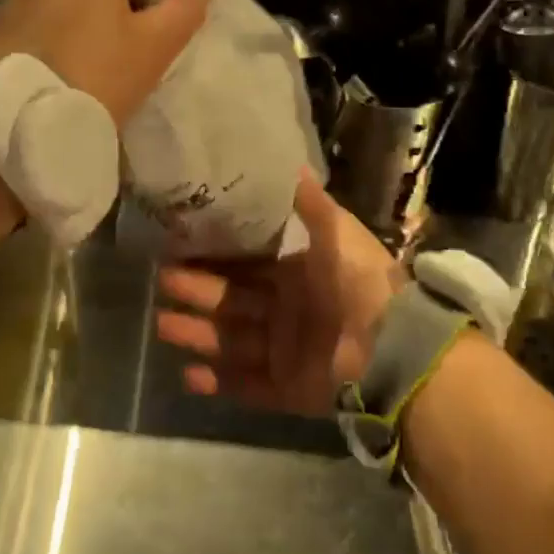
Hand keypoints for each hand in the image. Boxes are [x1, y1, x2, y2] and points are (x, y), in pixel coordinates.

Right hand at [155, 172, 402, 414]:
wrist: (391, 347)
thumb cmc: (358, 282)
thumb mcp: (337, 232)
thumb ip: (310, 203)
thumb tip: (292, 164)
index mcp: (296, 273)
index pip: (247, 263)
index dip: (216, 256)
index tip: (181, 245)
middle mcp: (286, 311)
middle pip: (232, 301)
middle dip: (197, 291)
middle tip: (162, 280)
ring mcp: (286, 351)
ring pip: (231, 341)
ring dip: (198, 334)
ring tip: (162, 325)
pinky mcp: (288, 389)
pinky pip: (248, 386)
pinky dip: (219, 382)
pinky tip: (188, 376)